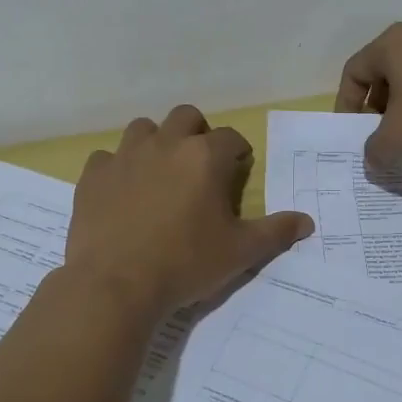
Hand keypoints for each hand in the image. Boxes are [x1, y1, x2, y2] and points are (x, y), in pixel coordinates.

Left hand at [65, 105, 314, 321]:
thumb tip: (308, 222)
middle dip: (197, 133)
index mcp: (204, 156)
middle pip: (186, 117)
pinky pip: (107, 158)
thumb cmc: (186, 263)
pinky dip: (117, 168)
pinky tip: (122, 192)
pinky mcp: (94, 175)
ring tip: (160, 172)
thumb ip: (276, 232)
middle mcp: (165, 144)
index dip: (238, 151)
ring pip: (143, 129)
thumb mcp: (240, 252)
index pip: (231, 137)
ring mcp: (125, 156)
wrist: (116, 285)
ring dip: (156, 142)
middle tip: (200, 165)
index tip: (239, 169)